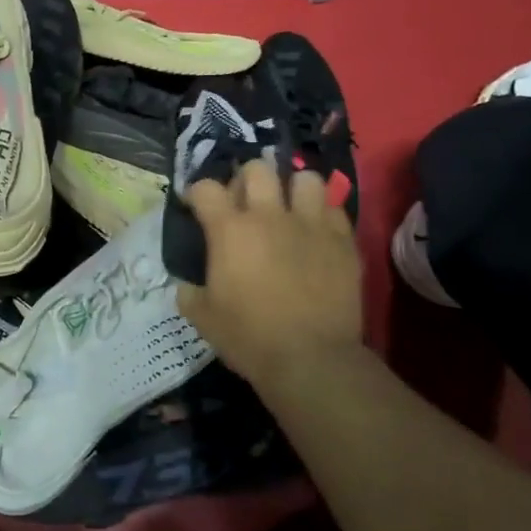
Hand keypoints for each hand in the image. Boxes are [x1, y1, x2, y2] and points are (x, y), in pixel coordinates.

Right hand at [176, 158, 365, 387]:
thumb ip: (189, 292)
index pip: (205, 188)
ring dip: (293, 189)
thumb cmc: (250, 338)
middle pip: (258, 169)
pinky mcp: (342, 242)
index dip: (196, 193)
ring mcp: (310, 225)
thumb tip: (187, 285)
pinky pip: (335, 210)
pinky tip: (317, 233)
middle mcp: (269, 216)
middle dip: (247, 179)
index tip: (196, 206)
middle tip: (246, 203)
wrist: (312, 360)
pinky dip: (323, 216)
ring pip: (306, 178)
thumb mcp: (203, 318)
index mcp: (230, 230)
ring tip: (289, 208)